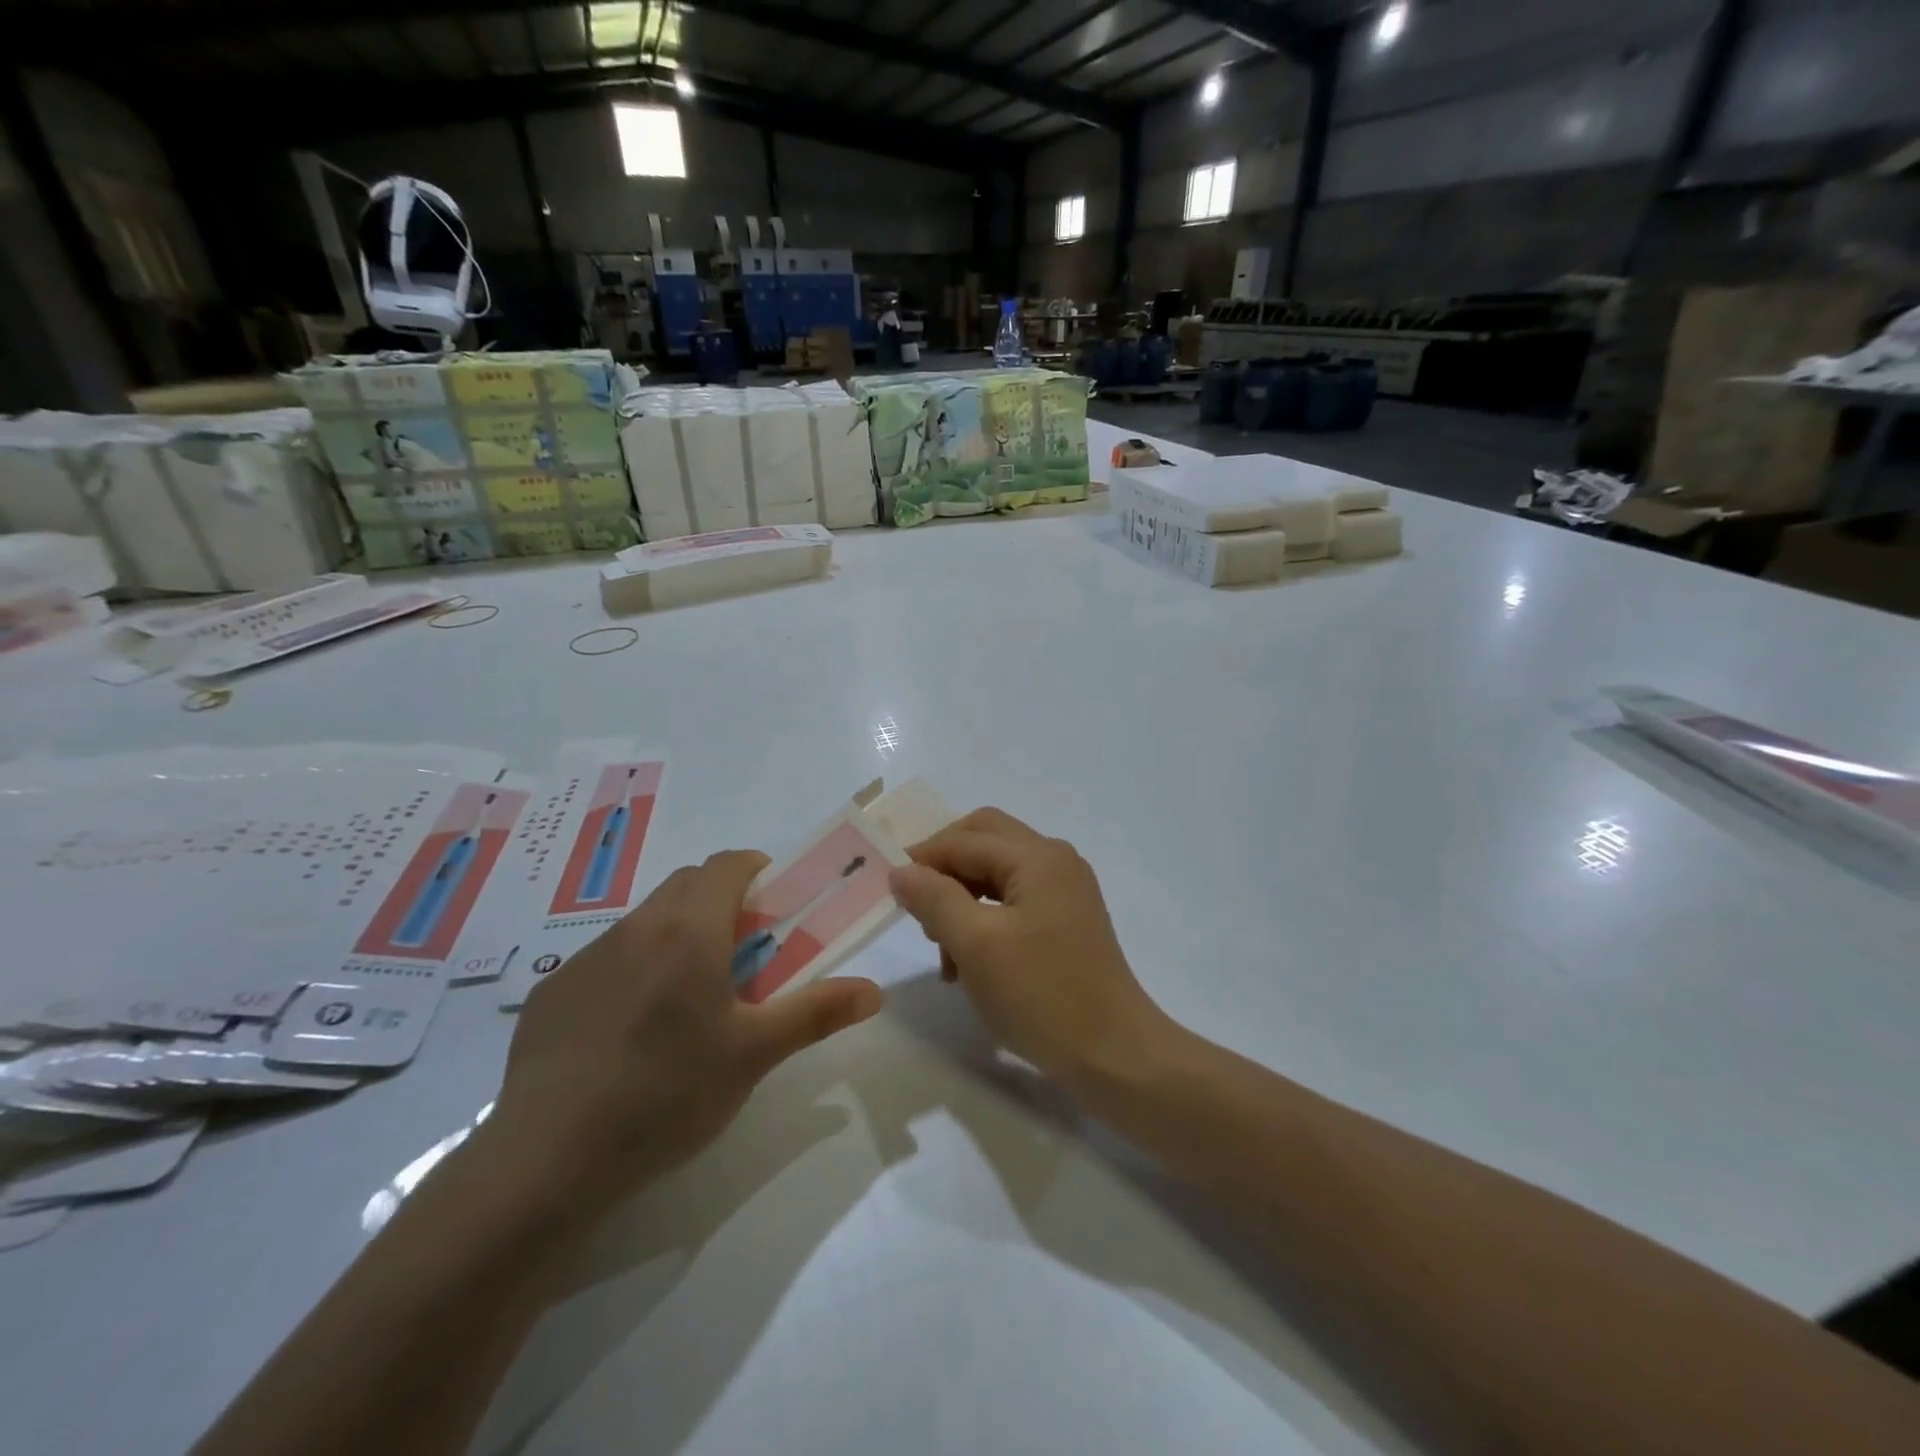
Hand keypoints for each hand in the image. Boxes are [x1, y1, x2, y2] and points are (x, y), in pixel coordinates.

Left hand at [489, 851, 883, 1212]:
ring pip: (645, 920)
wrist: (546, 1159)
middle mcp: (636, 928)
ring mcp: (586, 958)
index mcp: (689, 931)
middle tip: (742, 956)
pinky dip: (633, 969)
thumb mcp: (753, 1055)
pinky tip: (631, 1033)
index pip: (727, 864)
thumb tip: (874, 990)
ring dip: (676, 934)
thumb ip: (816, 1012)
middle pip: (687, 885)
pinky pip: (606, 958)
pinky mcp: (551, 993)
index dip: (757, 871)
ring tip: (689, 999)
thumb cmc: (668, 1095)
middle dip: (721, 902)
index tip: (774, 907)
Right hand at [888, 809, 1170, 1091]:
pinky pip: (1013, 900)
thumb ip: (935, 898)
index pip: (964, 840)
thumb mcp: (976, 945)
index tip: (887, 889)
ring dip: (962, 899)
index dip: (921, 858)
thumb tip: (901, 870)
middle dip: (944, 870)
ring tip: (943, 951)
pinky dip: (984, 919)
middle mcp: (1055, 861)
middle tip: (916, 907)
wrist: (1114, 1055)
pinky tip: (969, 962)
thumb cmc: (1042, 996)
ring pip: (996, 873)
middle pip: (984, 841)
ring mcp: (1065, 890)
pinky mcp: (1066, 919)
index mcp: (1037, 857)